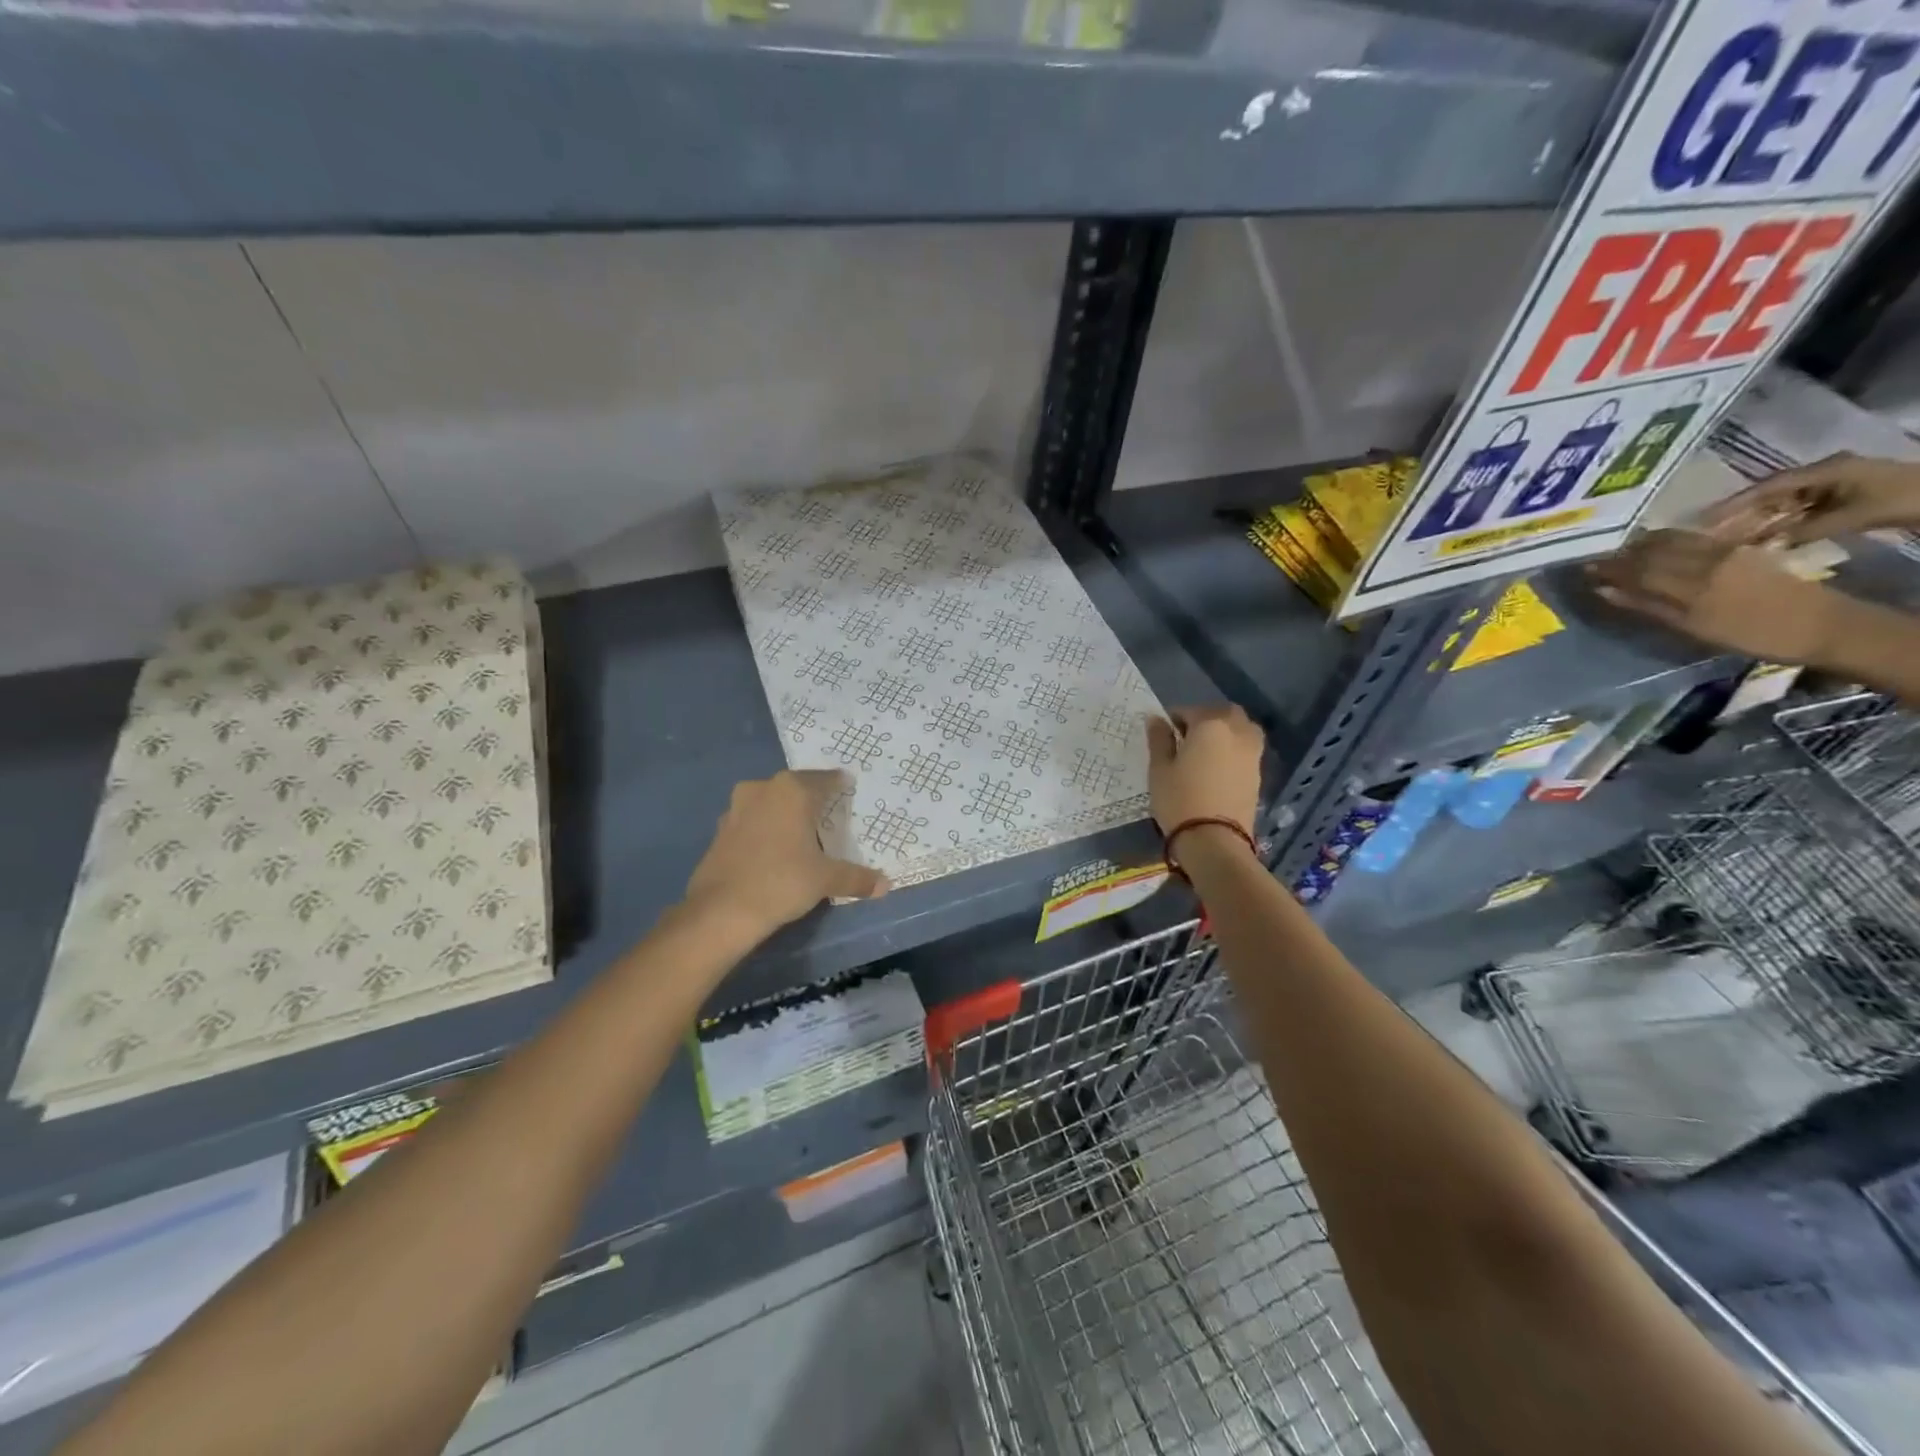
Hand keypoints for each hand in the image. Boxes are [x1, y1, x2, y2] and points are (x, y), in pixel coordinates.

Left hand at [684, 770, 886, 934]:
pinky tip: (774, 848)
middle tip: (829, 810)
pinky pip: (752, 820)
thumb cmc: (782, 881)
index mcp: (792, 790)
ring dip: (785, 812)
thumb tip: (885, 885)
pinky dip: (765, 828)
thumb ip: (856, 877)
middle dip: (811, 797)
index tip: (848, 788)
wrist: (721, 910)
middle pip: (795, 787)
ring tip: (802, 830)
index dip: (839, 785)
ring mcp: (737, 808)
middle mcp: (763, 789)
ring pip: (770, 802)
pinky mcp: (720, 830)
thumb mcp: (825, 879)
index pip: (825, 780)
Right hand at [1145, 705, 1263, 836]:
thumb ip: (1159, 739)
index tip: (1163, 734)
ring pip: (1240, 728)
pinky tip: (1217, 767)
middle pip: (1223, 713)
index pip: (1189, 710)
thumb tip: (1156, 719)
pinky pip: (1246, 748)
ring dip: (1224, 731)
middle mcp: (1237, 731)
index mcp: (1210, 725)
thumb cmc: (1179, 800)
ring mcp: (1252, 752)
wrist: (1214, 840)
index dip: (1173, 719)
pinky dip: (1233, 749)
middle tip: (1186, 738)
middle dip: (1205, 719)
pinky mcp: (1258, 772)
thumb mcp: (1159, 769)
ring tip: (1205, 751)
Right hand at [1589, 530, 1844, 662]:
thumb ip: (1649, 606)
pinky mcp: (1741, 550)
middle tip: (1595, 558)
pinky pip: (1695, 539)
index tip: (1582, 569)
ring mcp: (1725, 552)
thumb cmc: (1754, 635)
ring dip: (1642, 544)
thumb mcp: (1695, 627)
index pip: (1635, 569)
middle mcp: (1704, 561)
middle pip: (1652, 552)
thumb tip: (1605, 591)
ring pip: (1673, 541)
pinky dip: (1670, 540)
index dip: (1607, 568)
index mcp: (1689, 583)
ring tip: (1621, 549)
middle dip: (1620, 555)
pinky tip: (1660, 544)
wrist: (1822, 625)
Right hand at [1702, 452, 1919, 543]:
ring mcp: (1835, 487)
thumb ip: (1809, 529)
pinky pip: (1802, 515)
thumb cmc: (1906, 499)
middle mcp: (1825, 475)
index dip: (1734, 503)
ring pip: (1785, 507)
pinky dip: (1783, 528)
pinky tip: (1766, 543)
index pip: (1769, 486)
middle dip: (1742, 515)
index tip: (1703, 520)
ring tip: (1731, 543)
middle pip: (1773, 496)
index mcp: (1826, 470)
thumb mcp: (1857, 515)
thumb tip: (1767, 545)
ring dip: (1762, 524)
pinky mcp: (1842, 501)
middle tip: (1709, 535)